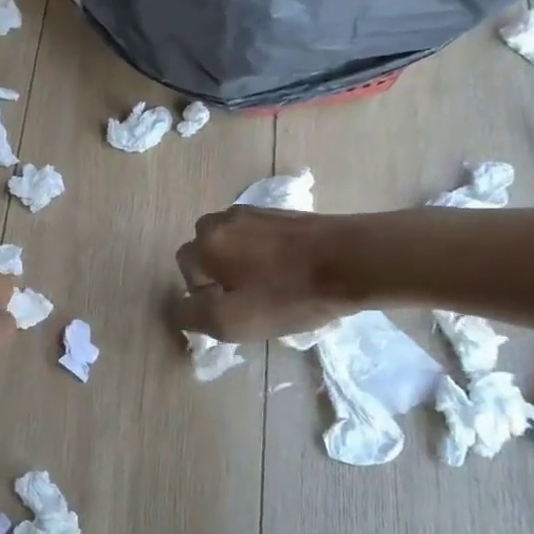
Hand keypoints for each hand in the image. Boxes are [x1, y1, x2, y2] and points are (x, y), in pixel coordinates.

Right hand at [175, 206, 356, 340]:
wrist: (352, 261)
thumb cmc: (287, 294)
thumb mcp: (230, 321)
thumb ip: (191, 315)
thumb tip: (182, 307)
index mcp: (205, 242)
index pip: (186, 272)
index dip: (205, 295)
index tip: (235, 309)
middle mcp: (222, 219)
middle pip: (207, 252)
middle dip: (220, 275)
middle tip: (250, 298)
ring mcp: (255, 212)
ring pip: (234, 244)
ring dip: (244, 264)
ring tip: (274, 286)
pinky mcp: (283, 213)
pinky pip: (261, 238)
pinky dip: (267, 255)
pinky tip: (291, 272)